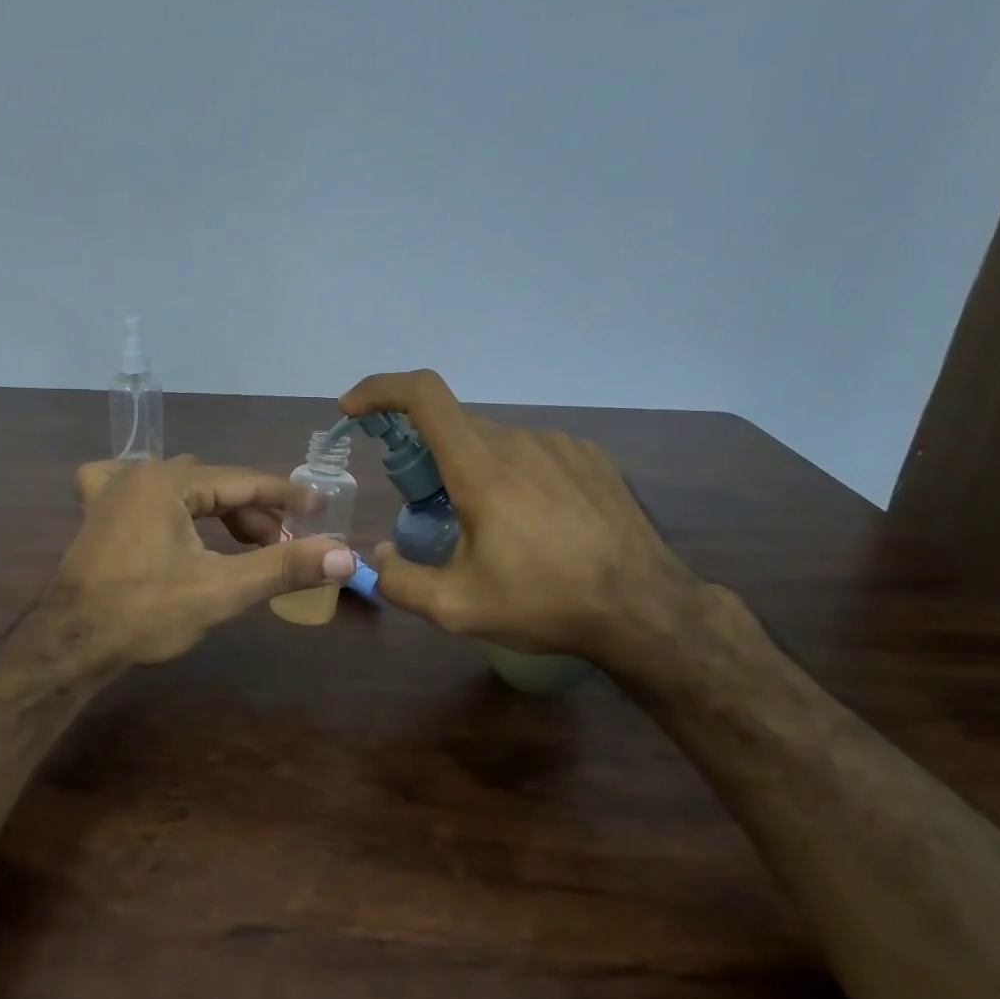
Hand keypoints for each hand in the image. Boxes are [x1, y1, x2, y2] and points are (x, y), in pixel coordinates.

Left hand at [51, 455, 355, 667]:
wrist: (69, 643)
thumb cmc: (145, 612)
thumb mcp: (221, 589)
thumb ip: (283, 567)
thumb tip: (344, 555)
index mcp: (170, 481)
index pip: (244, 481)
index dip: (287, 496)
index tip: (322, 506)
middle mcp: (140, 474)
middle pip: (215, 485)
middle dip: (253, 513)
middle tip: (281, 545)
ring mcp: (112, 491)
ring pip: (181, 488)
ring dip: (216, 510)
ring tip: (242, 543)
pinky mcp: (97, 514)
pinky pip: (133, 487)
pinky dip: (161, 497)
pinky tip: (165, 510)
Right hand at [338, 369, 704, 674]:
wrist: (645, 608)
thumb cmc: (546, 603)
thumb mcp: (458, 609)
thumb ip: (401, 581)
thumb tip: (378, 555)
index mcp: (481, 468)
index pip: (423, 395)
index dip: (381, 390)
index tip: (354, 410)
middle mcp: (519, 441)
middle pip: (454, 427)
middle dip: (427, 456)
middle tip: (429, 508)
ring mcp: (561, 445)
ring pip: (495, 443)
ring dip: (475, 471)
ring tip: (492, 529)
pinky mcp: (590, 458)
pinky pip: (534, 453)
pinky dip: (515, 475)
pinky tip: (536, 523)